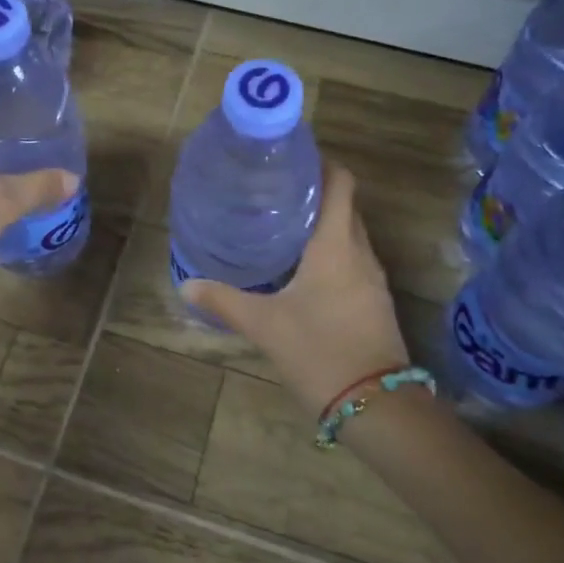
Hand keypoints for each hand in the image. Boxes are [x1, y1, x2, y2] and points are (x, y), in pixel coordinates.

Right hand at [181, 164, 410, 416]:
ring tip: (283, 223)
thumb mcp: (264, 324)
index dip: (322, 162)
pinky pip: (353, 259)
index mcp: (336, 244)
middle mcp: (360, 252)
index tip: (291, 158)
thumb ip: (224, 300)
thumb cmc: (319, 350)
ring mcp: (373, 278)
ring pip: (350, 234)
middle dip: (315, 191)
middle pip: (345, 205)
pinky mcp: (374, 301)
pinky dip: (331, 250)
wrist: (376, 404)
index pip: (341, 182)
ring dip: (324, 222)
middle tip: (274, 190)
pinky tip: (302, 267)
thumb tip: (187, 284)